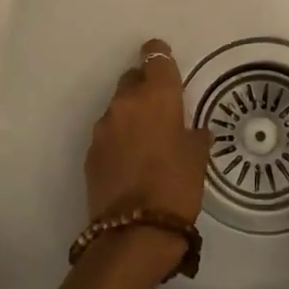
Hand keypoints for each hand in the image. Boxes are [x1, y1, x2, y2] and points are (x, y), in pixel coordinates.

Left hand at [85, 37, 209, 228]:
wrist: (134, 233)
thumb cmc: (176, 187)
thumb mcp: (198, 157)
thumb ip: (194, 134)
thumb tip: (193, 130)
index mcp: (156, 96)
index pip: (155, 58)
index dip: (159, 56)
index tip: (165, 61)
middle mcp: (125, 103)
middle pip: (132, 79)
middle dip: (145, 87)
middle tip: (161, 107)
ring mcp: (104, 127)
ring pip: (119, 107)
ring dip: (131, 114)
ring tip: (147, 139)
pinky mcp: (91, 152)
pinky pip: (109, 133)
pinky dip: (120, 137)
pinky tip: (131, 159)